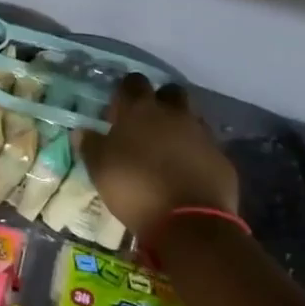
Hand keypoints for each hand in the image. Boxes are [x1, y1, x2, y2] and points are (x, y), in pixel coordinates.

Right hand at [82, 75, 238, 238]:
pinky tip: (187, 172)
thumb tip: (82, 131)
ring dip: (181, 126)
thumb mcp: (100, 168)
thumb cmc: (135, 188)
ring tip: (167, 149)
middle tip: (147, 122)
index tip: (119, 108)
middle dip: (160, 100)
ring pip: (192, 118)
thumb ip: (90, 145)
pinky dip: (197, 153)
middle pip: (171, 92)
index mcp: (140, 111)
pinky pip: (207, 147)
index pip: (134, 83)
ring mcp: (202, 136)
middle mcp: (174, 115)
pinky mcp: (222, 160)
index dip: (126, 91)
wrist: (189, 223)